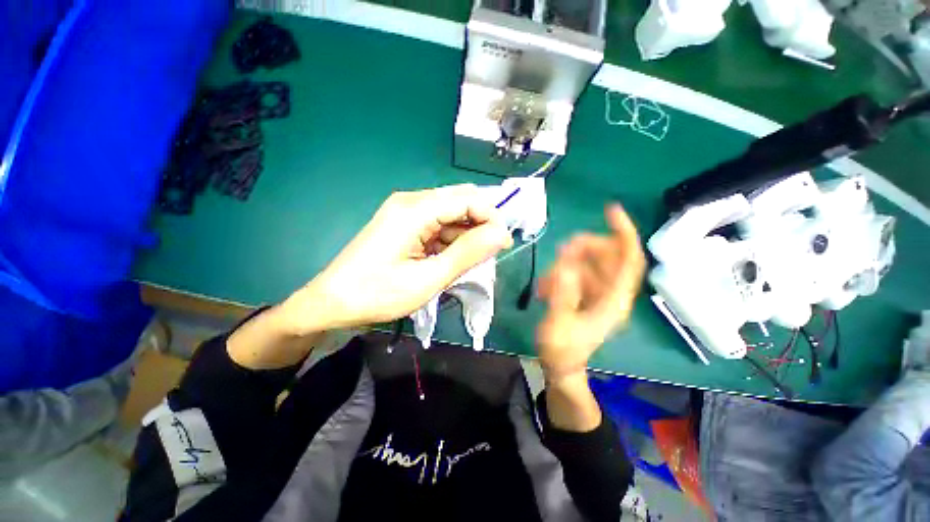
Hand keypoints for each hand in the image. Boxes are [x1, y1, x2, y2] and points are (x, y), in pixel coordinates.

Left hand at [281, 185, 512, 332]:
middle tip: (490, 253)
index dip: (491, 217)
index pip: (467, 198)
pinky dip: (450, 239)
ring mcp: (405, 212)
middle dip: (480, 224)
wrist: (332, 303)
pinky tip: (451, 259)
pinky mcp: (403, 225)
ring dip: (466, 234)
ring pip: (449, 214)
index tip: (503, 244)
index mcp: (415, 210)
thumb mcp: (429, 278)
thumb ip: (467, 253)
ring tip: (470, 261)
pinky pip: (437, 224)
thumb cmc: (378, 294)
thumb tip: (502, 234)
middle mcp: (411, 202)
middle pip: (459, 201)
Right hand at [536, 204, 645, 384]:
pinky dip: (561, 273)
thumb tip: (566, 265)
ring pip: (590, 264)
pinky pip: (577, 274)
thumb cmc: (562, 350)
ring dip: (568, 263)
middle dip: (585, 248)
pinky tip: (545, 285)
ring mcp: (598, 293)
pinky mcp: (586, 295)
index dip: (624, 233)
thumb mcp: (559, 324)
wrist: (561, 367)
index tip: (611, 211)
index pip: (629, 260)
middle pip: (608, 256)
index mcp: (613, 301)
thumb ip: (563, 295)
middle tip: (561, 250)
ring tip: (547, 277)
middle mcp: (611, 293)